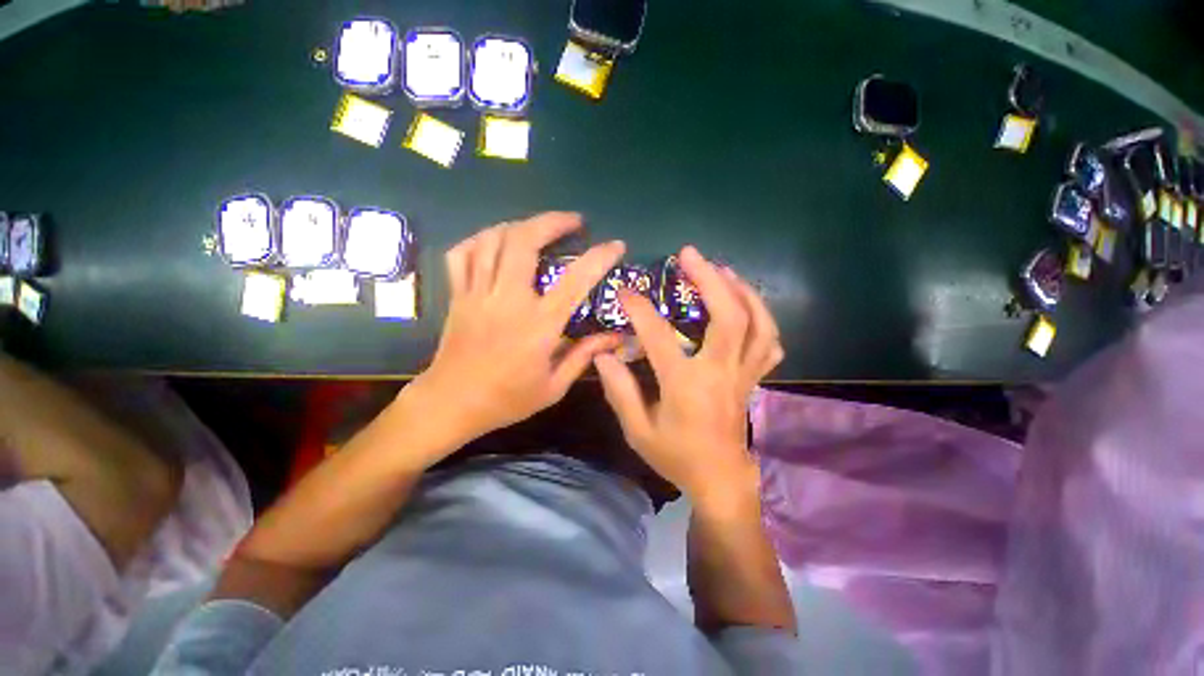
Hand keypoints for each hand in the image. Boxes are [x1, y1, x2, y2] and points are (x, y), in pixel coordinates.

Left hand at [405, 213, 624, 450]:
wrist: (451, 404)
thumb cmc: (507, 399)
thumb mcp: (554, 387)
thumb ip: (584, 356)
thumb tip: (614, 337)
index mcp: (538, 325)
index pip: (575, 280)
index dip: (599, 257)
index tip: (615, 245)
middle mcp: (508, 300)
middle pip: (524, 241)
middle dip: (552, 221)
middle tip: (573, 221)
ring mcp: (477, 293)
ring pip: (493, 240)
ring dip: (520, 225)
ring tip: (539, 228)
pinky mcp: (458, 295)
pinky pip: (462, 253)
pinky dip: (480, 240)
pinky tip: (495, 242)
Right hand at [593, 246, 782, 500]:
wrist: (719, 479)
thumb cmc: (676, 456)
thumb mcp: (637, 431)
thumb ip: (619, 391)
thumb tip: (604, 355)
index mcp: (686, 386)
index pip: (660, 337)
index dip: (640, 310)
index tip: (625, 291)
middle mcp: (720, 373)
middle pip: (728, 317)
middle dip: (709, 279)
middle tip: (690, 255)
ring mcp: (743, 374)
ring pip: (758, 324)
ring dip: (742, 291)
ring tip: (722, 270)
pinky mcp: (753, 378)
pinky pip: (770, 343)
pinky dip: (762, 318)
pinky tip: (746, 304)